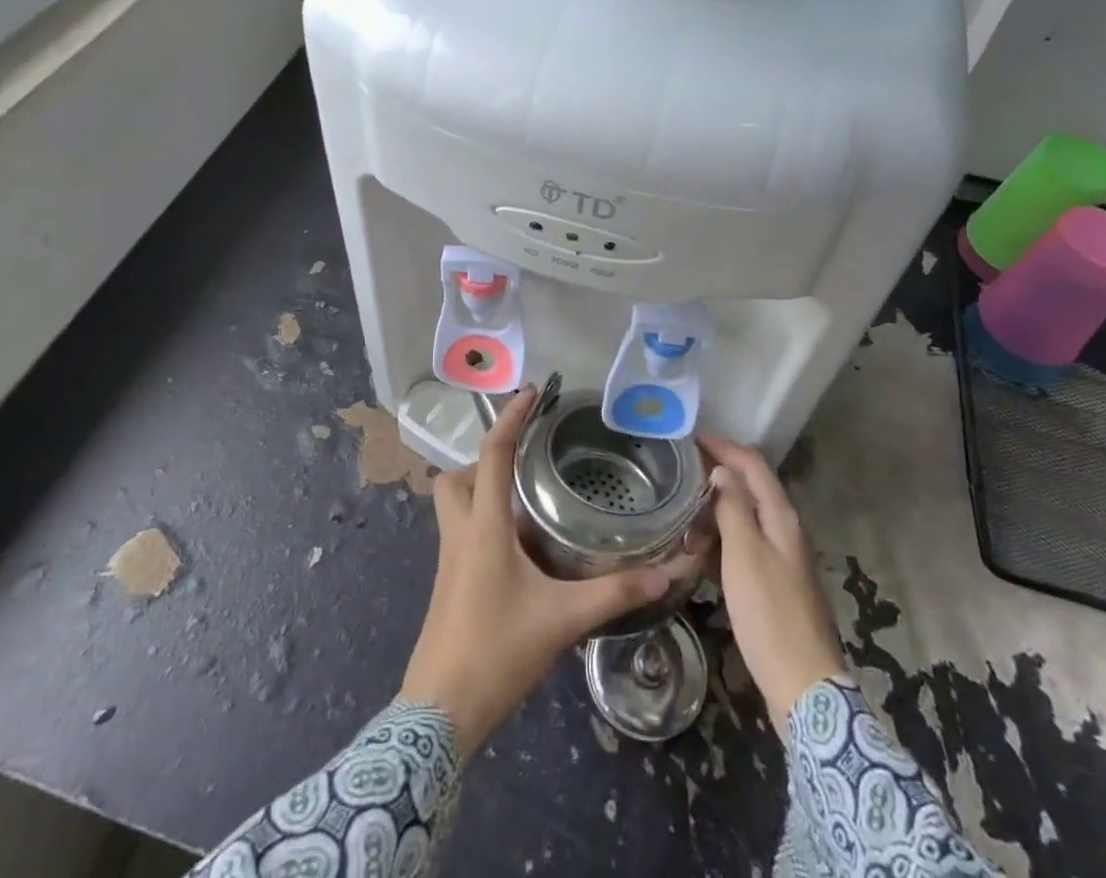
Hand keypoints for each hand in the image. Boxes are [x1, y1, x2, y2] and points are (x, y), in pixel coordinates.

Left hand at [399, 388, 697, 751]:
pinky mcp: (448, 584)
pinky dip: (485, 524)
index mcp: (484, 525)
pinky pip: (462, 533)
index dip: (511, 417)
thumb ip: (614, 593)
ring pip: (454, 505)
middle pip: (455, 477)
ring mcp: (448, 560)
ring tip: (527, 504)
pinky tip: (521, 551)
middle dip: (484, 461)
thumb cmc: (496, 651)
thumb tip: (666, 572)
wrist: (439, 713)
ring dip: (482, 492)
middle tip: (524, 466)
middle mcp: (460, 532)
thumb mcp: (562, 619)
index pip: (492, 453)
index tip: (532, 391)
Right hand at [699, 434, 849, 732]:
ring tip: (681, 507)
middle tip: (680, 471)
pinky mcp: (772, 584)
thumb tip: (722, 471)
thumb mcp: (745, 554)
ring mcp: (781, 558)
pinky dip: (720, 538)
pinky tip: (698, 548)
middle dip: (717, 474)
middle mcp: (784, 530)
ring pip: (745, 517)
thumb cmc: (770, 613)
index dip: (724, 446)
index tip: (690, 437)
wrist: (802, 686)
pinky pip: (743, 546)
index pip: (753, 464)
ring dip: (716, 508)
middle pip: (750, 487)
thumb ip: (733, 507)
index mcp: (781, 517)